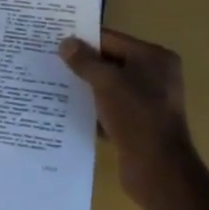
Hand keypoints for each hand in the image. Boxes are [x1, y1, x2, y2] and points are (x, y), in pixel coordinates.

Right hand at [59, 29, 194, 209]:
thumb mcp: (107, 82)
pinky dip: (93, 109)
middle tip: (50, 61)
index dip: (84, 39)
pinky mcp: (139, 125)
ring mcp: (148, 102)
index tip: (55, 40)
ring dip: (86, 88)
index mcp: (154, 58)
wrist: (158, 169)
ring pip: (109, 87)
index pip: (112, 39)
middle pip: (111, 62)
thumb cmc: (136, 115)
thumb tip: (65, 43)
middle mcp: (155, 76)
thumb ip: (85, 61)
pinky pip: (111, 109)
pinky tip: (67, 111)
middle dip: (83, 64)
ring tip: (53, 84)